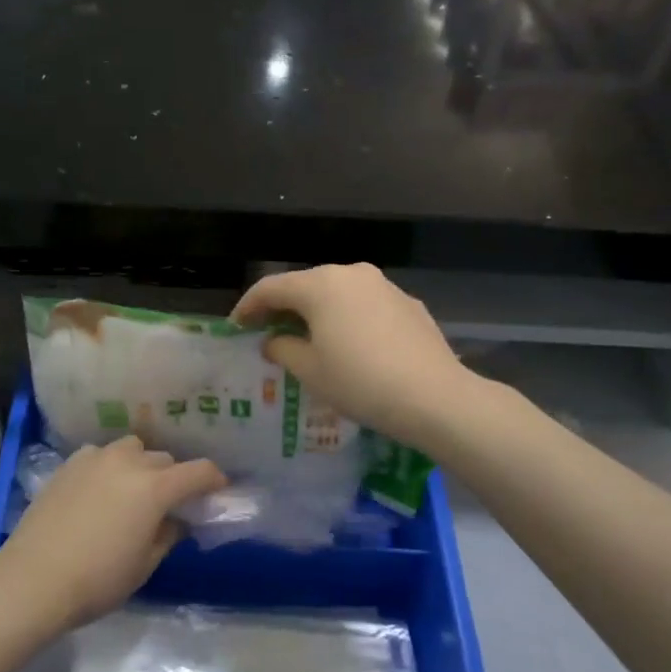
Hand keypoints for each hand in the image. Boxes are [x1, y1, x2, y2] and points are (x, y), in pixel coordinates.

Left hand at [0, 437, 225, 636]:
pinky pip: (101, 455)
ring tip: (133, 490)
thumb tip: (177, 520)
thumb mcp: (144, 565)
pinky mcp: (69, 464)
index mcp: (154, 487)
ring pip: (132, 449)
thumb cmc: (97, 580)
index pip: (198, 471)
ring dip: (141, 465)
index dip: (214, 479)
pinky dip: (110, 466)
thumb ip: (168, 535)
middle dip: (173, 478)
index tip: (218, 490)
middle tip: (170, 503)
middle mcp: (128, 462)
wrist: (33, 578)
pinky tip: (101, 489)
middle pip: (164, 460)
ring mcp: (96, 458)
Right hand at [231, 263, 469, 449]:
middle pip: (305, 285)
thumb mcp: (309, 371)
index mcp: (320, 285)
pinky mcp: (408, 303)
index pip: (271, 288)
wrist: (434, 397)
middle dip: (283, 308)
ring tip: (308, 339)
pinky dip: (348, 318)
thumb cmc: (360, 382)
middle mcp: (351, 274)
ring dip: (317, 312)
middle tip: (268, 332)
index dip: (248, 306)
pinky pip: (365, 305)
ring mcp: (383, 286)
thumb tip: (274, 340)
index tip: (236, 326)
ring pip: (338, 293)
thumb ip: (283, 349)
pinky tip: (350, 345)